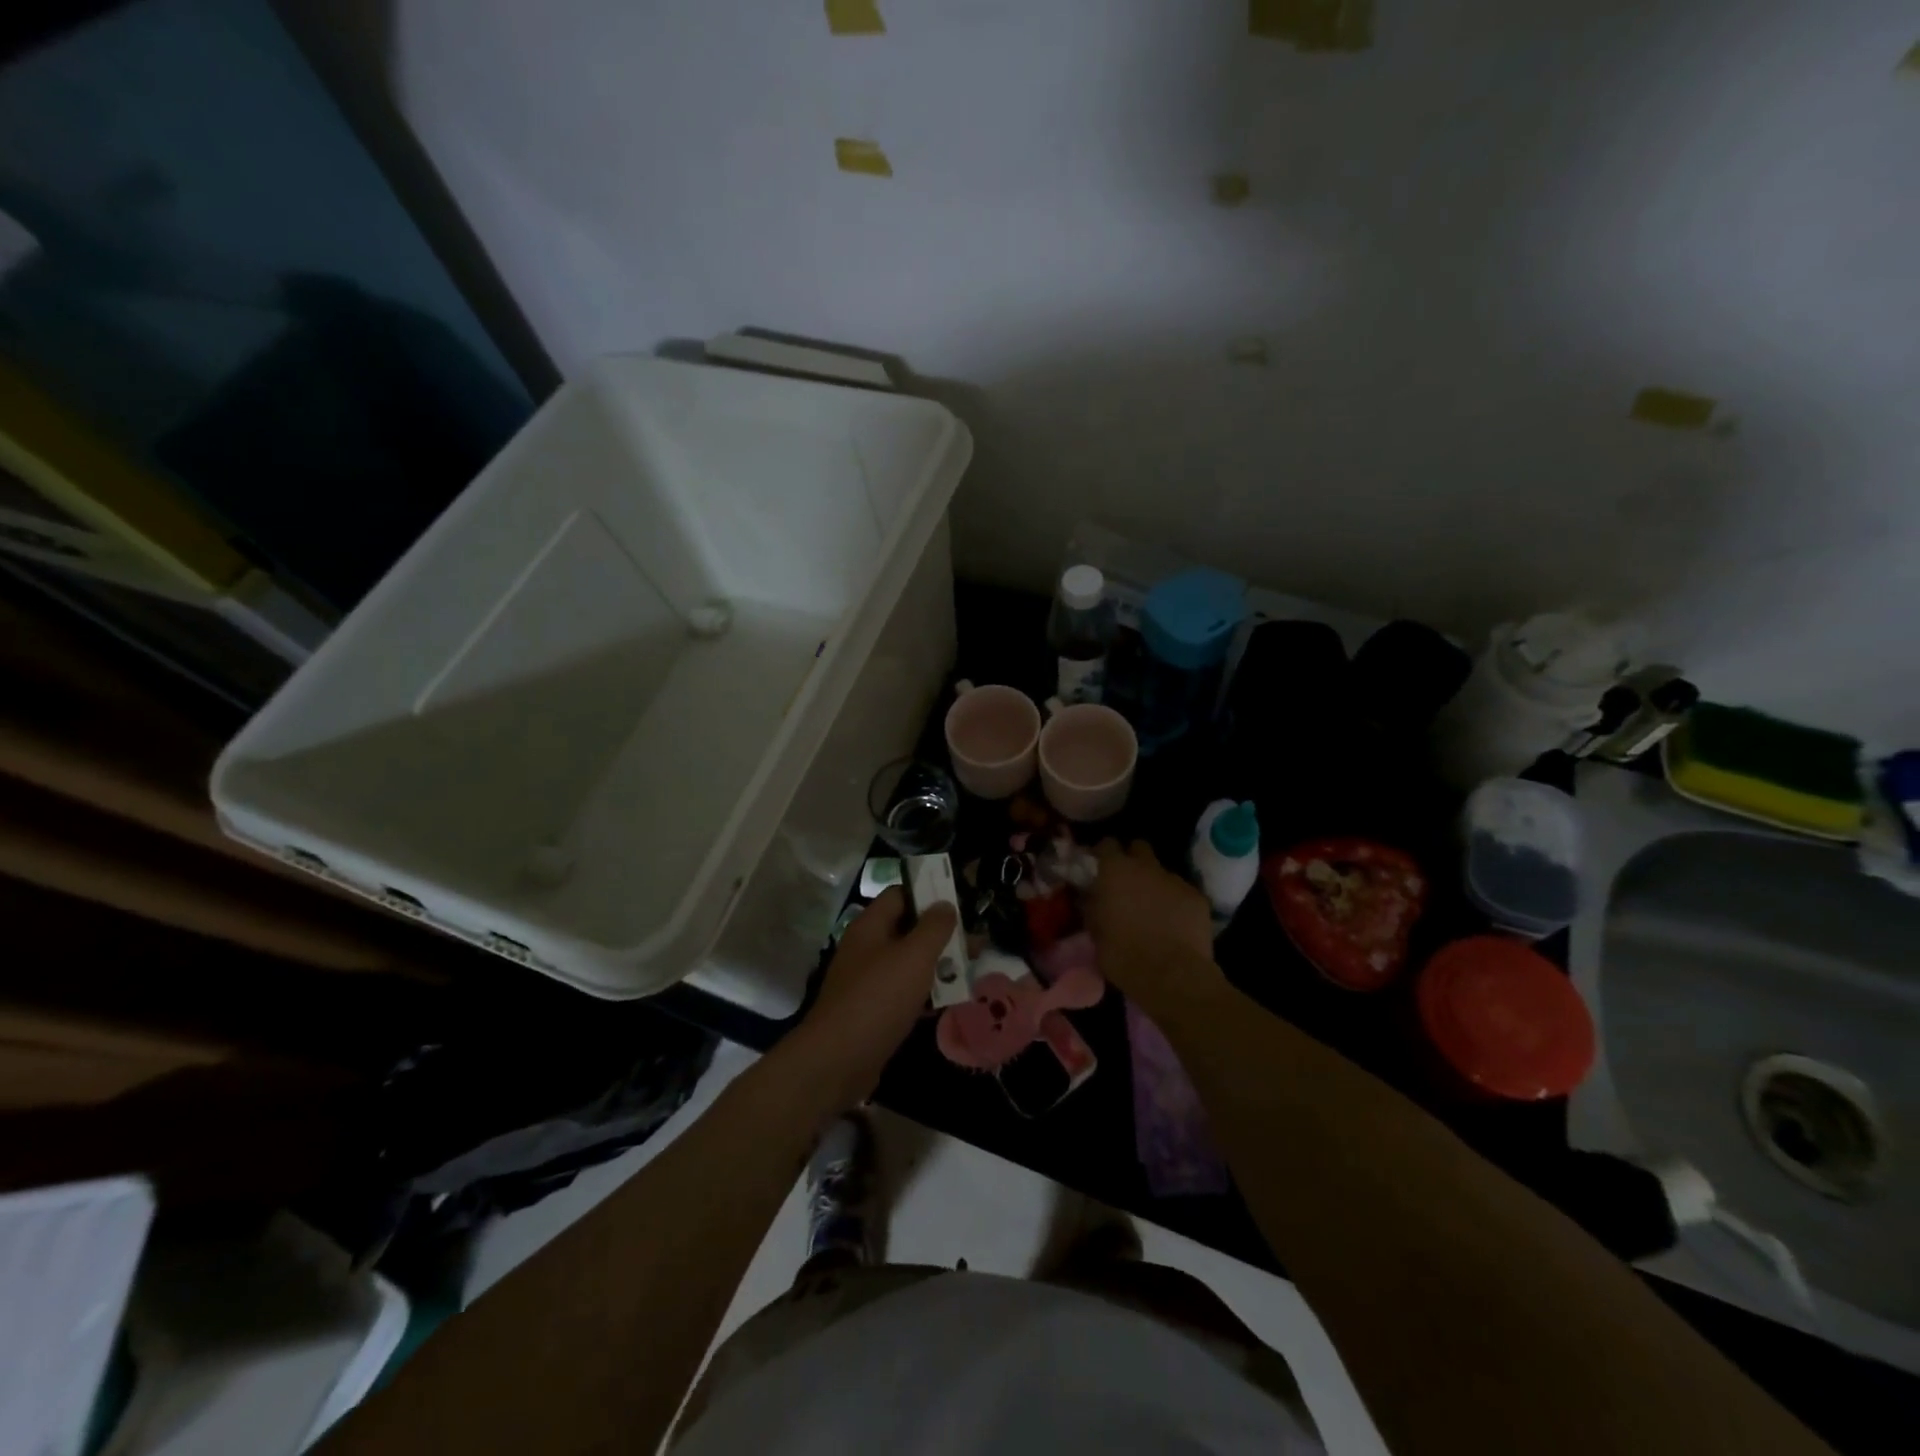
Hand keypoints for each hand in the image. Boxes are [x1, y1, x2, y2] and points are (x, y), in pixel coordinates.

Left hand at [781, 888, 958, 1113]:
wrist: (838, 1061)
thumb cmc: (879, 998)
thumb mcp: (914, 956)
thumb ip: (934, 927)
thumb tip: (945, 904)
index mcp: (871, 926)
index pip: (901, 894)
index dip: (930, 893)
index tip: (960, 902)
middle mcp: (867, 948)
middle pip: (908, 929)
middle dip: (942, 934)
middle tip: (976, 941)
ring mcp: (869, 981)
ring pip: (910, 963)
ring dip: (939, 964)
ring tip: (972, 969)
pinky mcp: (874, 1011)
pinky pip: (906, 992)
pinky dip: (927, 993)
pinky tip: (953, 1000)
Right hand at [1087, 840, 1220, 1014]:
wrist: (1171, 975)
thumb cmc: (1123, 954)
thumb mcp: (1095, 931)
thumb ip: (1093, 906)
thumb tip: (1091, 897)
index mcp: (1115, 871)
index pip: (1107, 844)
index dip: (1103, 853)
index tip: (1099, 866)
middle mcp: (1146, 867)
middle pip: (1139, 847)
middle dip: (1133, 859)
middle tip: (1128, 882)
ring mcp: (1175, 880)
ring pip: (1162, 872)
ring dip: (1155, 884)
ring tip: (1154, 909)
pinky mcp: (1198, 897)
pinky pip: (1182, 893)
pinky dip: (1177, 903)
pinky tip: (1175, 924)